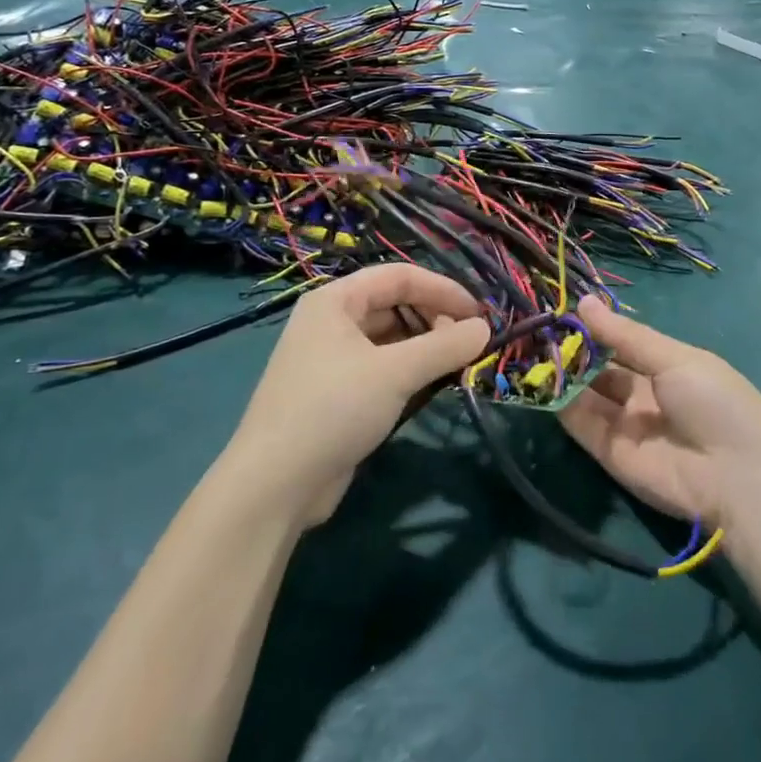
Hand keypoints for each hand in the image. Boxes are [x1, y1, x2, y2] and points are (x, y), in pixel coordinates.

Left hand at [227, 265, 489, 524]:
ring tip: (456, 364)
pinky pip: (381, 367)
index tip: (480, 313)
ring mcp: (330, 358)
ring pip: (390, 338)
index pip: (399, 277)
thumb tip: (486, 328)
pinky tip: (430, 385)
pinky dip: (408, 370)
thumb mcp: (396, 372)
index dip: (443, 290)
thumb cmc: (334, 409)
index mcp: (335, 301)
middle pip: (394, 304)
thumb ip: (445, 346)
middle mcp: (330, 321)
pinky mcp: (335, 393)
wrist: (274, 484)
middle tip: (469, 342)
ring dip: (425, 346)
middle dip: (435, 318)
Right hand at [561, 296, 760, 531]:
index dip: (595, 328)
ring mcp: (624, 424)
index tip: (563, 308)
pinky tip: (538, 377)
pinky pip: (580, 423)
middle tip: (538, 327)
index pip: (622, 343)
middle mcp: (642, 394)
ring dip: (561, 373)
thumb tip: (583, 302)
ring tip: (529, 346)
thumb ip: (625, 335)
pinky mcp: (608, 453)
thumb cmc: (714, 402)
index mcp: (667, 367)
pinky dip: (559, 402)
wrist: (736, 477)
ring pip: (585, 394)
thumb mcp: (674, 358)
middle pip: (600, 369)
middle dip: (573, 350)